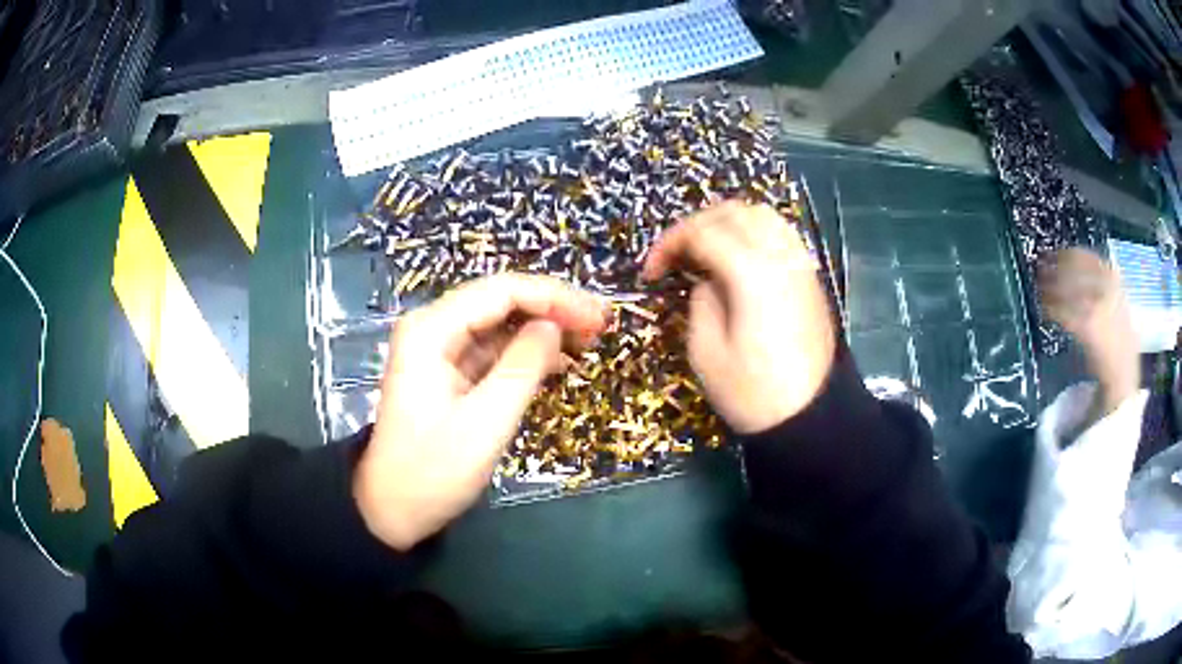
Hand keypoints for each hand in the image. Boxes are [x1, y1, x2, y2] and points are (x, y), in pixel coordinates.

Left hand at [354, 274, 608, 549]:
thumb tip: (554, 326)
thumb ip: (523, 367)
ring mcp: (440, 350)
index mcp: (431, 331)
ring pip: (501, 324)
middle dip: (552, 310)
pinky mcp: (449, 372)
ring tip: (588, 343)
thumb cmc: (434, 470)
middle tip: (600, 326)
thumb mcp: (486, 422)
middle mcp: (433, 328)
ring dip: (543, 331)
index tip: (598, 316)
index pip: (501, 291)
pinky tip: (558, 363)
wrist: (393, 509)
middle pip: (501, 301)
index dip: (554, 297)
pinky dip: (526, 355)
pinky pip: (494, 351)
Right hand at [642, 201, 835, 433]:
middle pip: (732, 212)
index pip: (703, 233)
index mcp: (751, 274)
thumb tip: (706, 279)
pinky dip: (753, 232)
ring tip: (705, 250)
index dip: (669, 244)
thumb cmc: (754, 393)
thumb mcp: (706, 353)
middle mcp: (780, 256)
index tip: (651, 272)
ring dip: (726, 223)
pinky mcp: (810, 277)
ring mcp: (800, 264)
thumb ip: (700, 301)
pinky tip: (738, 258)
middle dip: (696, 226)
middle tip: (676, 256)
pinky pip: (780, 233)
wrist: (811, 417)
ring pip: (761, 215)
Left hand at [1039, 248, 1138, 400]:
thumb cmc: (1117, 336)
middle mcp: (1106, 286)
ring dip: (1049, 286)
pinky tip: (1043, 308)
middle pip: (1072, 268)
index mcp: (1112, 277)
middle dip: (1053, 266)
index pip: (1083, 256)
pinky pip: (1064, 311)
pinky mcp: (1087, 326)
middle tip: (1038, 266)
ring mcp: (1097, 304)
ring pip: (1066, 288)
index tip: (1050, 253)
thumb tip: (1071, 265)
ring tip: (1038, 287)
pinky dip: (1051, 307)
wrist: (1123, 371)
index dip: (1064, 254)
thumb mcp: (1114, 298)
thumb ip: (1098, 280)